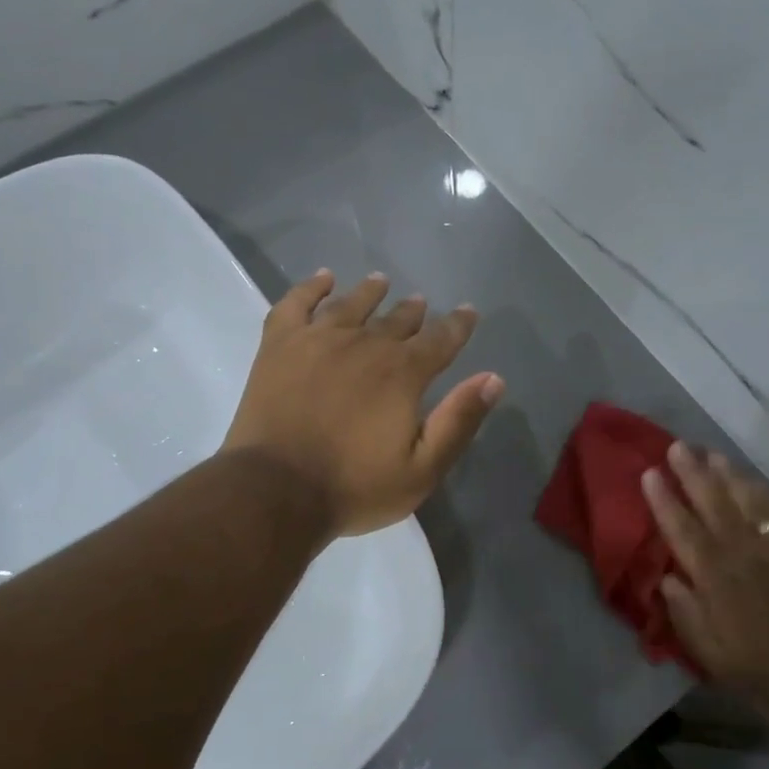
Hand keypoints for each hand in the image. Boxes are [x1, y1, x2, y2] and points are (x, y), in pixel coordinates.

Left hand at [223, 270, 503, 538]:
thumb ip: (459, 421)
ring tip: (380, 282)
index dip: (458, 324)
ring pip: (352, 304)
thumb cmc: (354, 486)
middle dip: (413, 311)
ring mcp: (319, 339)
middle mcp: (365, 344)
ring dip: (370, 292)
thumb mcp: (422, 469)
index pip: (441, 339)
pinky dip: (312, 287)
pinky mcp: (280, 344)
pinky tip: (323, 278)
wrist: (275, 490)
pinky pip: (298, 303)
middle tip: (420, 303)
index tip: (468, 311)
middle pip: (397, 319)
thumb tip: (493, 378)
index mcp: (403, 372)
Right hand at [642, 443, 768, 720]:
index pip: (680, 527)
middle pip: (712, 502)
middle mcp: (741, 549)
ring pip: (748, 498)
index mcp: (711, 574)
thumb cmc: (763, 670)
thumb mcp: (709, 652)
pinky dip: (768, 493)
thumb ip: (684, 611)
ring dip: (728, 474)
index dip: (663, 499)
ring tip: (713, 453)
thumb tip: (667, 577)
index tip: (650, 473)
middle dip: (692, 472)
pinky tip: (758, 482)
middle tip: (678, 446)